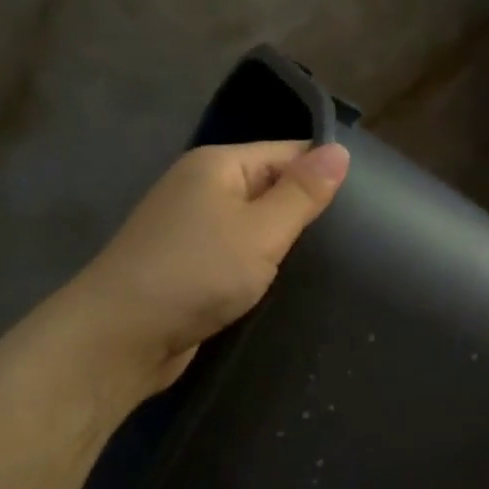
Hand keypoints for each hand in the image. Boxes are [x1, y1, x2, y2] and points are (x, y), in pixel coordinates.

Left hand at [74, 139, 349, 393]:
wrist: (120, 337)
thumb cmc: (196, 274)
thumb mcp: (261, 230)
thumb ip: (302, 193)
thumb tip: (340, 151)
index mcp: (217, 165)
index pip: (288, 152)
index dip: (325, 172)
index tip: (368, 203)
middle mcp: (201, 190)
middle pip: (270, 188)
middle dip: (306, 212)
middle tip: (358, 240)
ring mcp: (191, 231)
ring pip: (254, 227)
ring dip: (283, 245)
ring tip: (334, 264)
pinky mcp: (189, 269)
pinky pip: (236, 257)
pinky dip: (259, 269)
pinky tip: (287, 286)